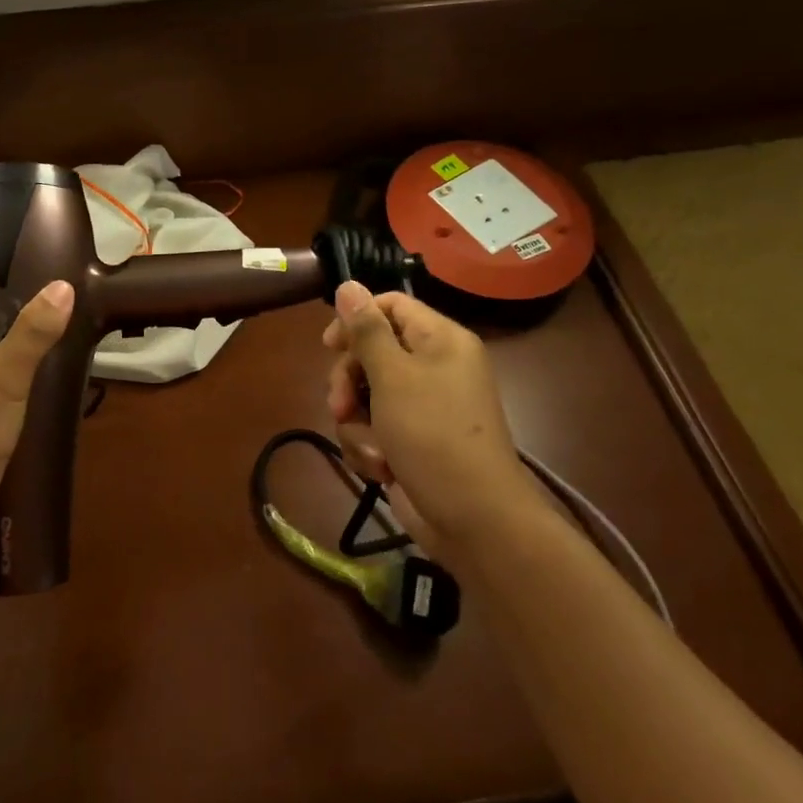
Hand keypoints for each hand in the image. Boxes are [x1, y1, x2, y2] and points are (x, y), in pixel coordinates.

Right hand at [322, 282, 536, 555]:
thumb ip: (367, 329)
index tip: (330, 345)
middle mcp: (433, 366)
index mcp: (440, 340)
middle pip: (371, 352)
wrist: (472, 519)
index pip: (390, 306)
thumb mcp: (394, 376)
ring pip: (364, 395)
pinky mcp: (410, 440)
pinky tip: (382, 468)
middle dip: (348, 382)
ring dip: (357, 422)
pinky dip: (370, 447)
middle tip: (339, 405)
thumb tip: (348, 284)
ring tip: (373, 449)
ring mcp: (422, 406)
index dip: (356, 319)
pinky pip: (373, 428)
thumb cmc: (433, 434)